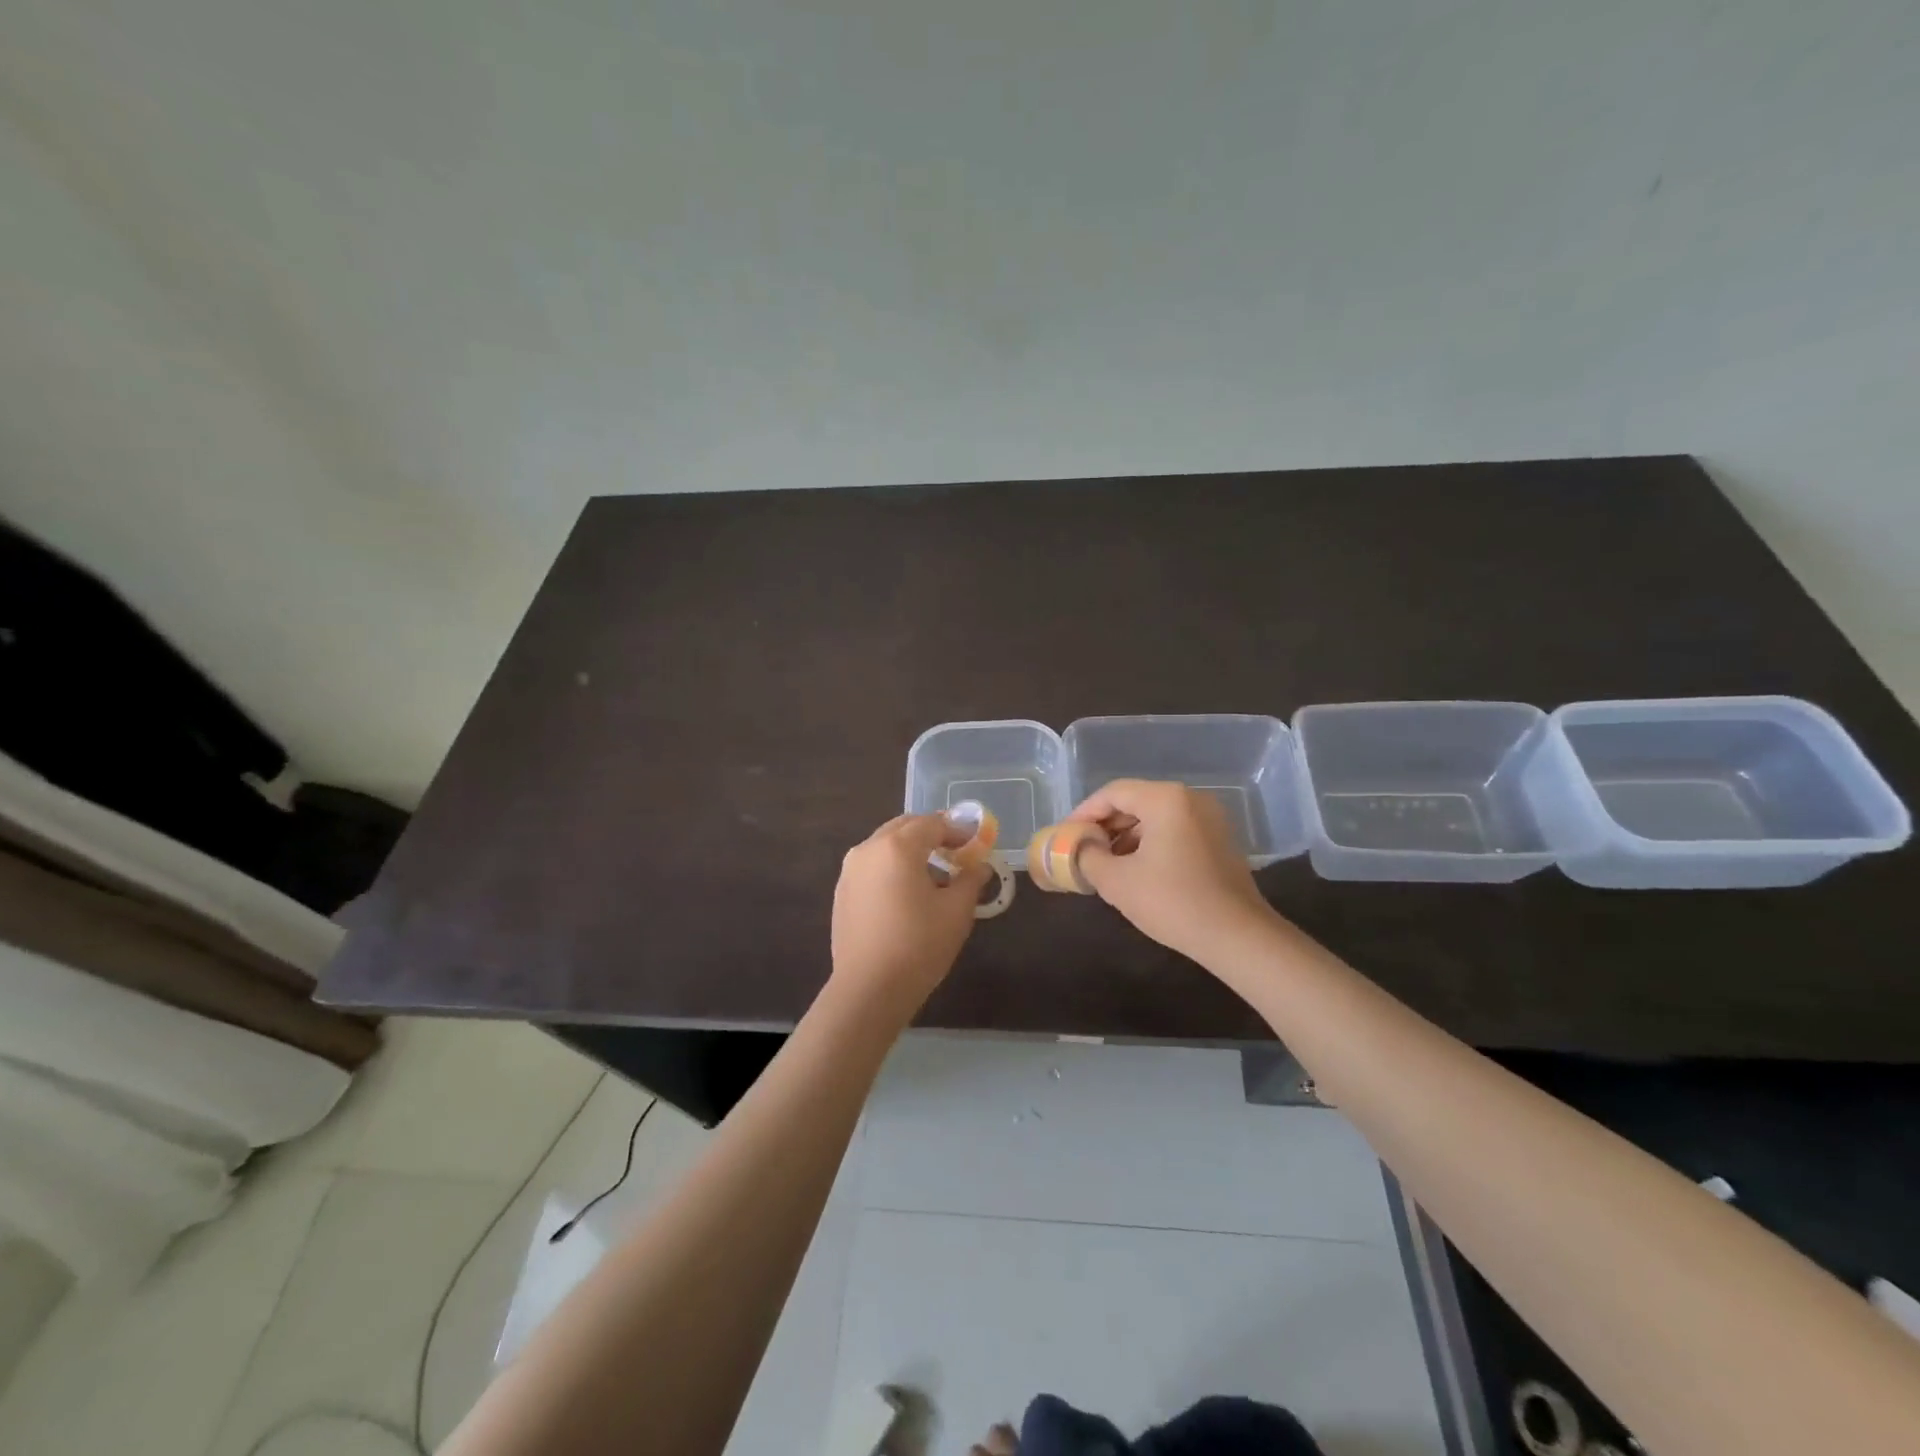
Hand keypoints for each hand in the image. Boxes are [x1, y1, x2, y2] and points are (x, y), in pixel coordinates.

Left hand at [831, 813, 988, 1014]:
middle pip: (905, 827)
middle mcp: (869, 849)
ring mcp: (850, 870)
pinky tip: (907, 893)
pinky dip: (893, 867)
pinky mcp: (842, 892)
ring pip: (886, 845)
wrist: (869, 989)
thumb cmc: (919, 945)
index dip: (958, 829)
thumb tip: (979, 866)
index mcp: (897, 846)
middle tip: (957, 851)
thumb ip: (970, 880)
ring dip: (911, 850)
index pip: (933, 823)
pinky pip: (873, 866)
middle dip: (932, 834)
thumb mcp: (956, 911)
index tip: (976, 842)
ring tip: (934, 875)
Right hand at [1068, 779, 1277, 962]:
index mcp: (1165, 799)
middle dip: (1105, 824)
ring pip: (1155, 816)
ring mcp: (1209, 818)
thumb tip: (1080, 846)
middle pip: (1135, 800)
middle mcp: (1190, 798)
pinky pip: (1174, 829)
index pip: (1113, 793)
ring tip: (1104, 863)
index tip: (1066, 836)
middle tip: (1082, 849)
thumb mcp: (1117, 881)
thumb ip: (1088, 856)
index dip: (1084, 812)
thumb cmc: (1172, 902)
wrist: (1238, 936)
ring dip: (1126, 835)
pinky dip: (1150, 842)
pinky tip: (1136, 869)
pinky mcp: (1219, 839)